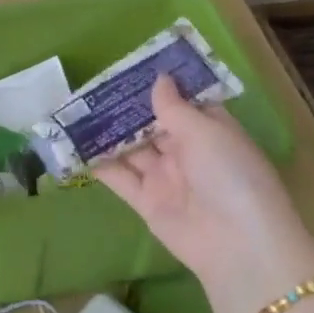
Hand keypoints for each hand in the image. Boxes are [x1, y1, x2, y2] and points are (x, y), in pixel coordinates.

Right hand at [94, 75, 313, 312]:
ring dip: (108, 133)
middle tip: (92, 86)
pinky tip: (75, 147)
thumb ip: (174, 106)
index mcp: (210, 130)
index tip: (130, 67)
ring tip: (76, 111)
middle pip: (152, 124)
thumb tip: (159, 79)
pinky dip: (100, 164)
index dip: (158, 86)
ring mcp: (166, 178)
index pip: (182, 102)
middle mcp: (187, 152)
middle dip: (126, 108)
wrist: (238, 245)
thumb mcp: (205, 132)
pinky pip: (120, 178)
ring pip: (132, 149)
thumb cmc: (230, 174)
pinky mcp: (147, 202)